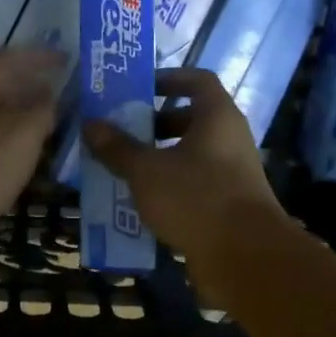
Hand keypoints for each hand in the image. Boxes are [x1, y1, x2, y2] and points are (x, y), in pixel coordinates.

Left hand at [0, 48, 64, 255]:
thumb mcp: (22, 137)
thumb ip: (42, 110)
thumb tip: (49, 96)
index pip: (12, 56)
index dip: (42, 56)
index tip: (68, 59)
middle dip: (30, 82)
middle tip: (61, 90)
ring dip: (17, 110)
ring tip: (46, 120)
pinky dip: (4, 134)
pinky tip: (17, 152)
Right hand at [82, 67, 288, 304]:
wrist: (245, 257)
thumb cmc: (196, 197)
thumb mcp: (146, 170)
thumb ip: (117, 147)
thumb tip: (90, 123)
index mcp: (217, 117)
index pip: (197, 80)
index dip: (168, 78)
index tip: (139, 88)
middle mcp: (229, 139)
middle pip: (191, 119)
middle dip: (154, 124)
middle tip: (121, 132)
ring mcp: (232, 173)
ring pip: (190, 154)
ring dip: (158, 158)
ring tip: (122, 168)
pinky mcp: (228, 204)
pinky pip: (194, 184)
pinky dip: (169, 187)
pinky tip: (140, 201)